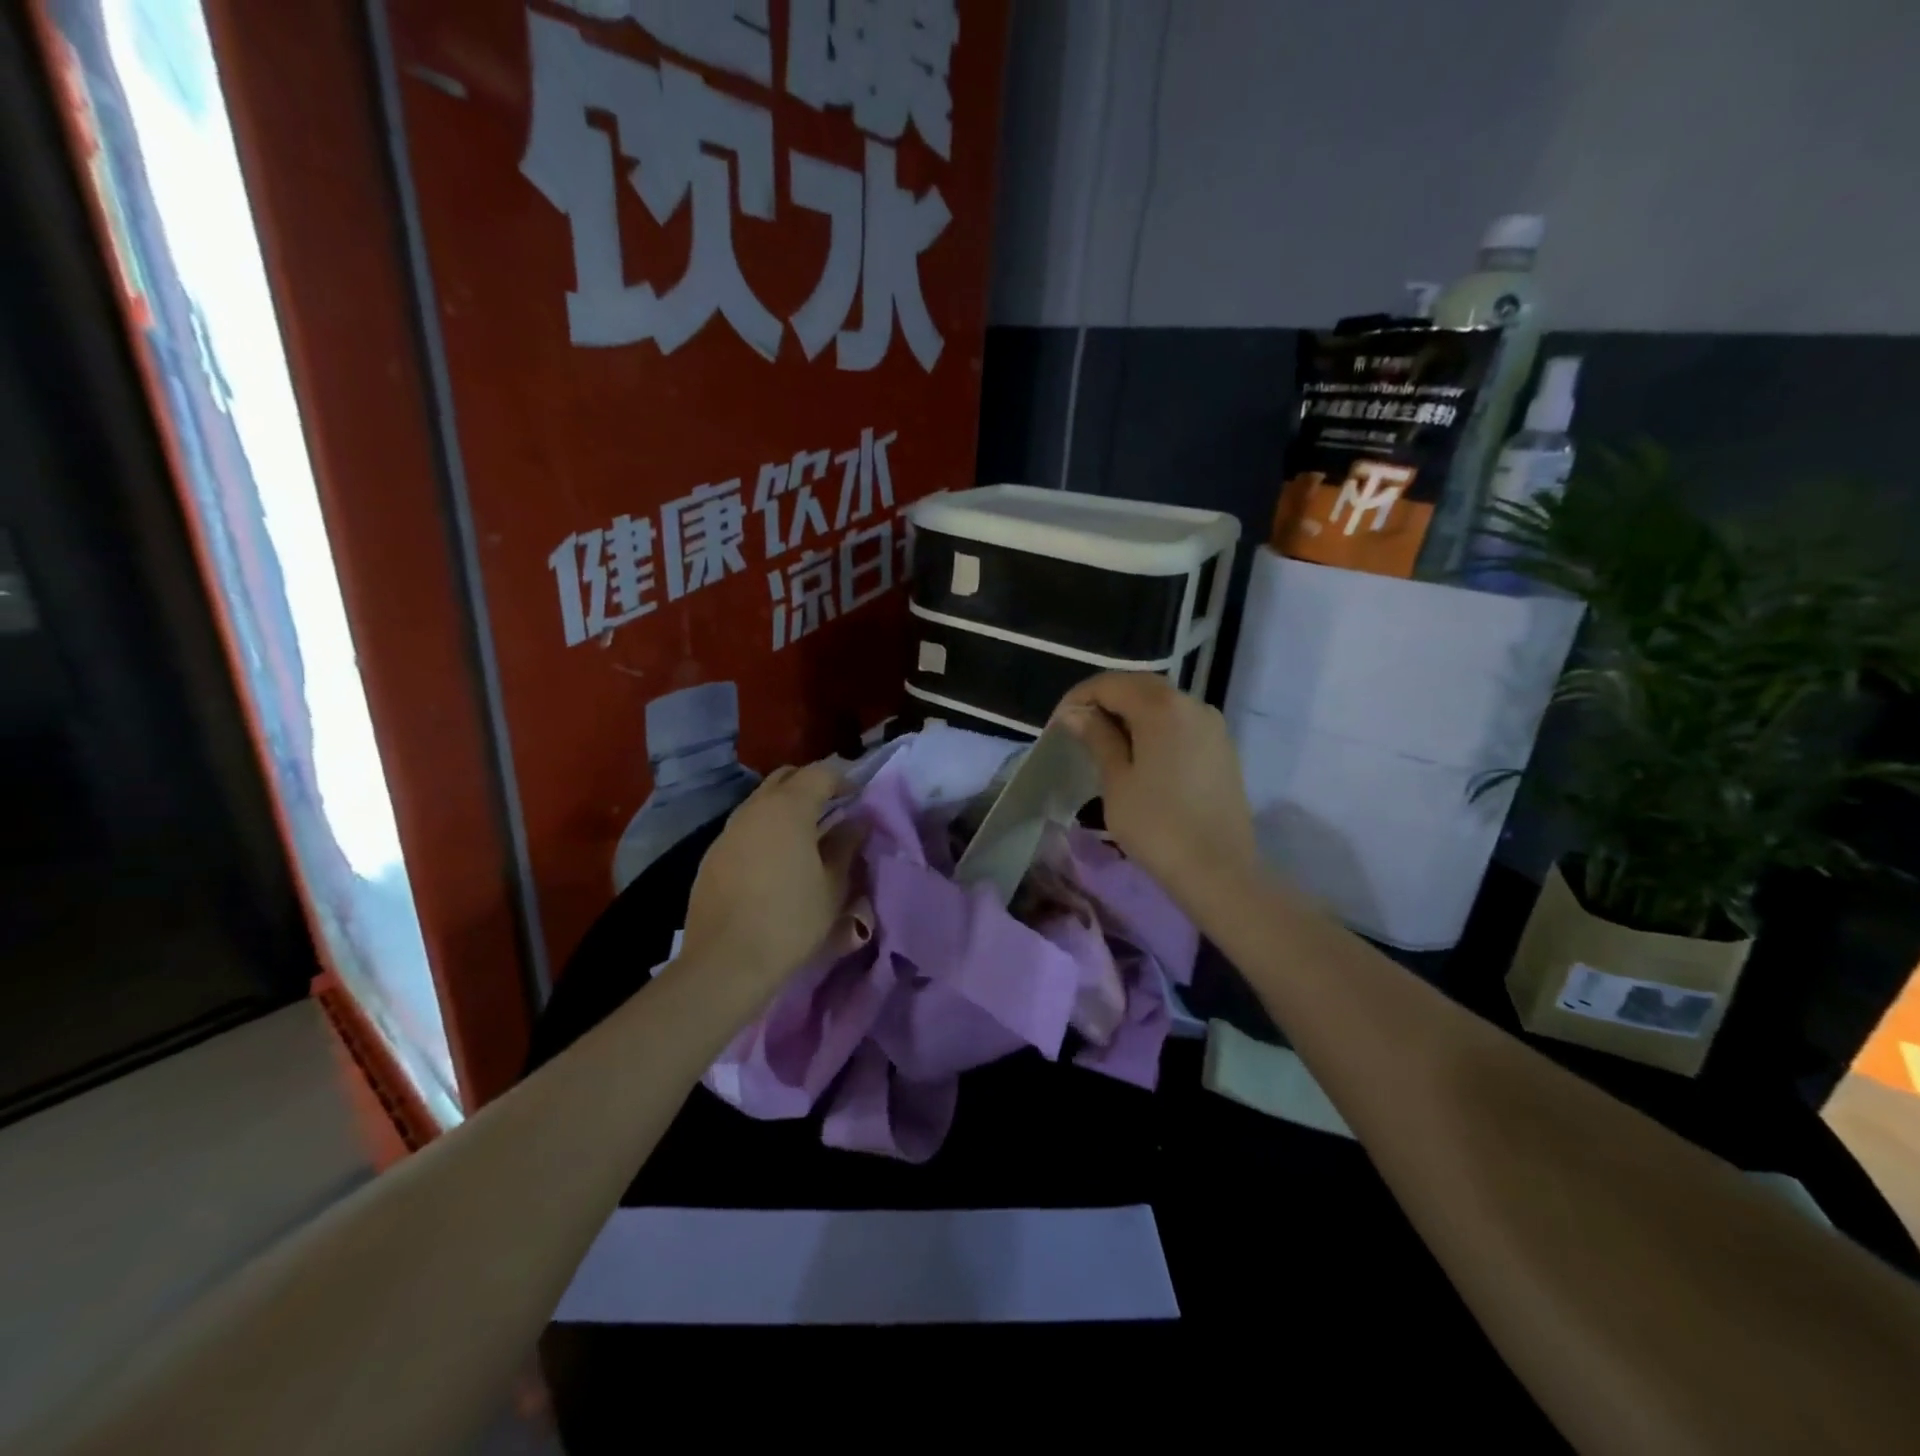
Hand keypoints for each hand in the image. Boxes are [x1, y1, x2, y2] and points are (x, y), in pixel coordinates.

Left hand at [680, 763, 865, 1004]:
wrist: (726, 961)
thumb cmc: (791, 919)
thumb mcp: (833, 886)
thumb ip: (846, 846)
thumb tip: (856, 822)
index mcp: (788, 808)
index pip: (819, 774)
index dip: (843, 780)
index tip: (858, 797)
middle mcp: (754, 808)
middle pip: (785, 778)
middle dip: (811, 784)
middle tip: (832, 806)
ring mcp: (728, 831)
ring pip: (761, 802)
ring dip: (785, 807)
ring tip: (806, 834)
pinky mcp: (712, 855)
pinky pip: (745, 827)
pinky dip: (765, 829)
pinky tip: (775, 859)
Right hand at [1054, 672, 1262, 912]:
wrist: (1218, 870)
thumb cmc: (1157, 825)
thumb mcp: (1116, 781)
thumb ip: (1097, 738)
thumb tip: (1075, 713)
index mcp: (1161, 707)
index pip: (1110, 684)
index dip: (1079, 698)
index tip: (1059, 724)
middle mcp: (1192, 703)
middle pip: (1140, 687)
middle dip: (1106, 701)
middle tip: (1078, 730)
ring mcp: (1212, 725)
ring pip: (1163, 704)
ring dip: (1131, 713)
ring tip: (1106, 743)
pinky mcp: (1222, 747)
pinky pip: (1181, 723)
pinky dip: (1155, 728)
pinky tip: (1141, 755)